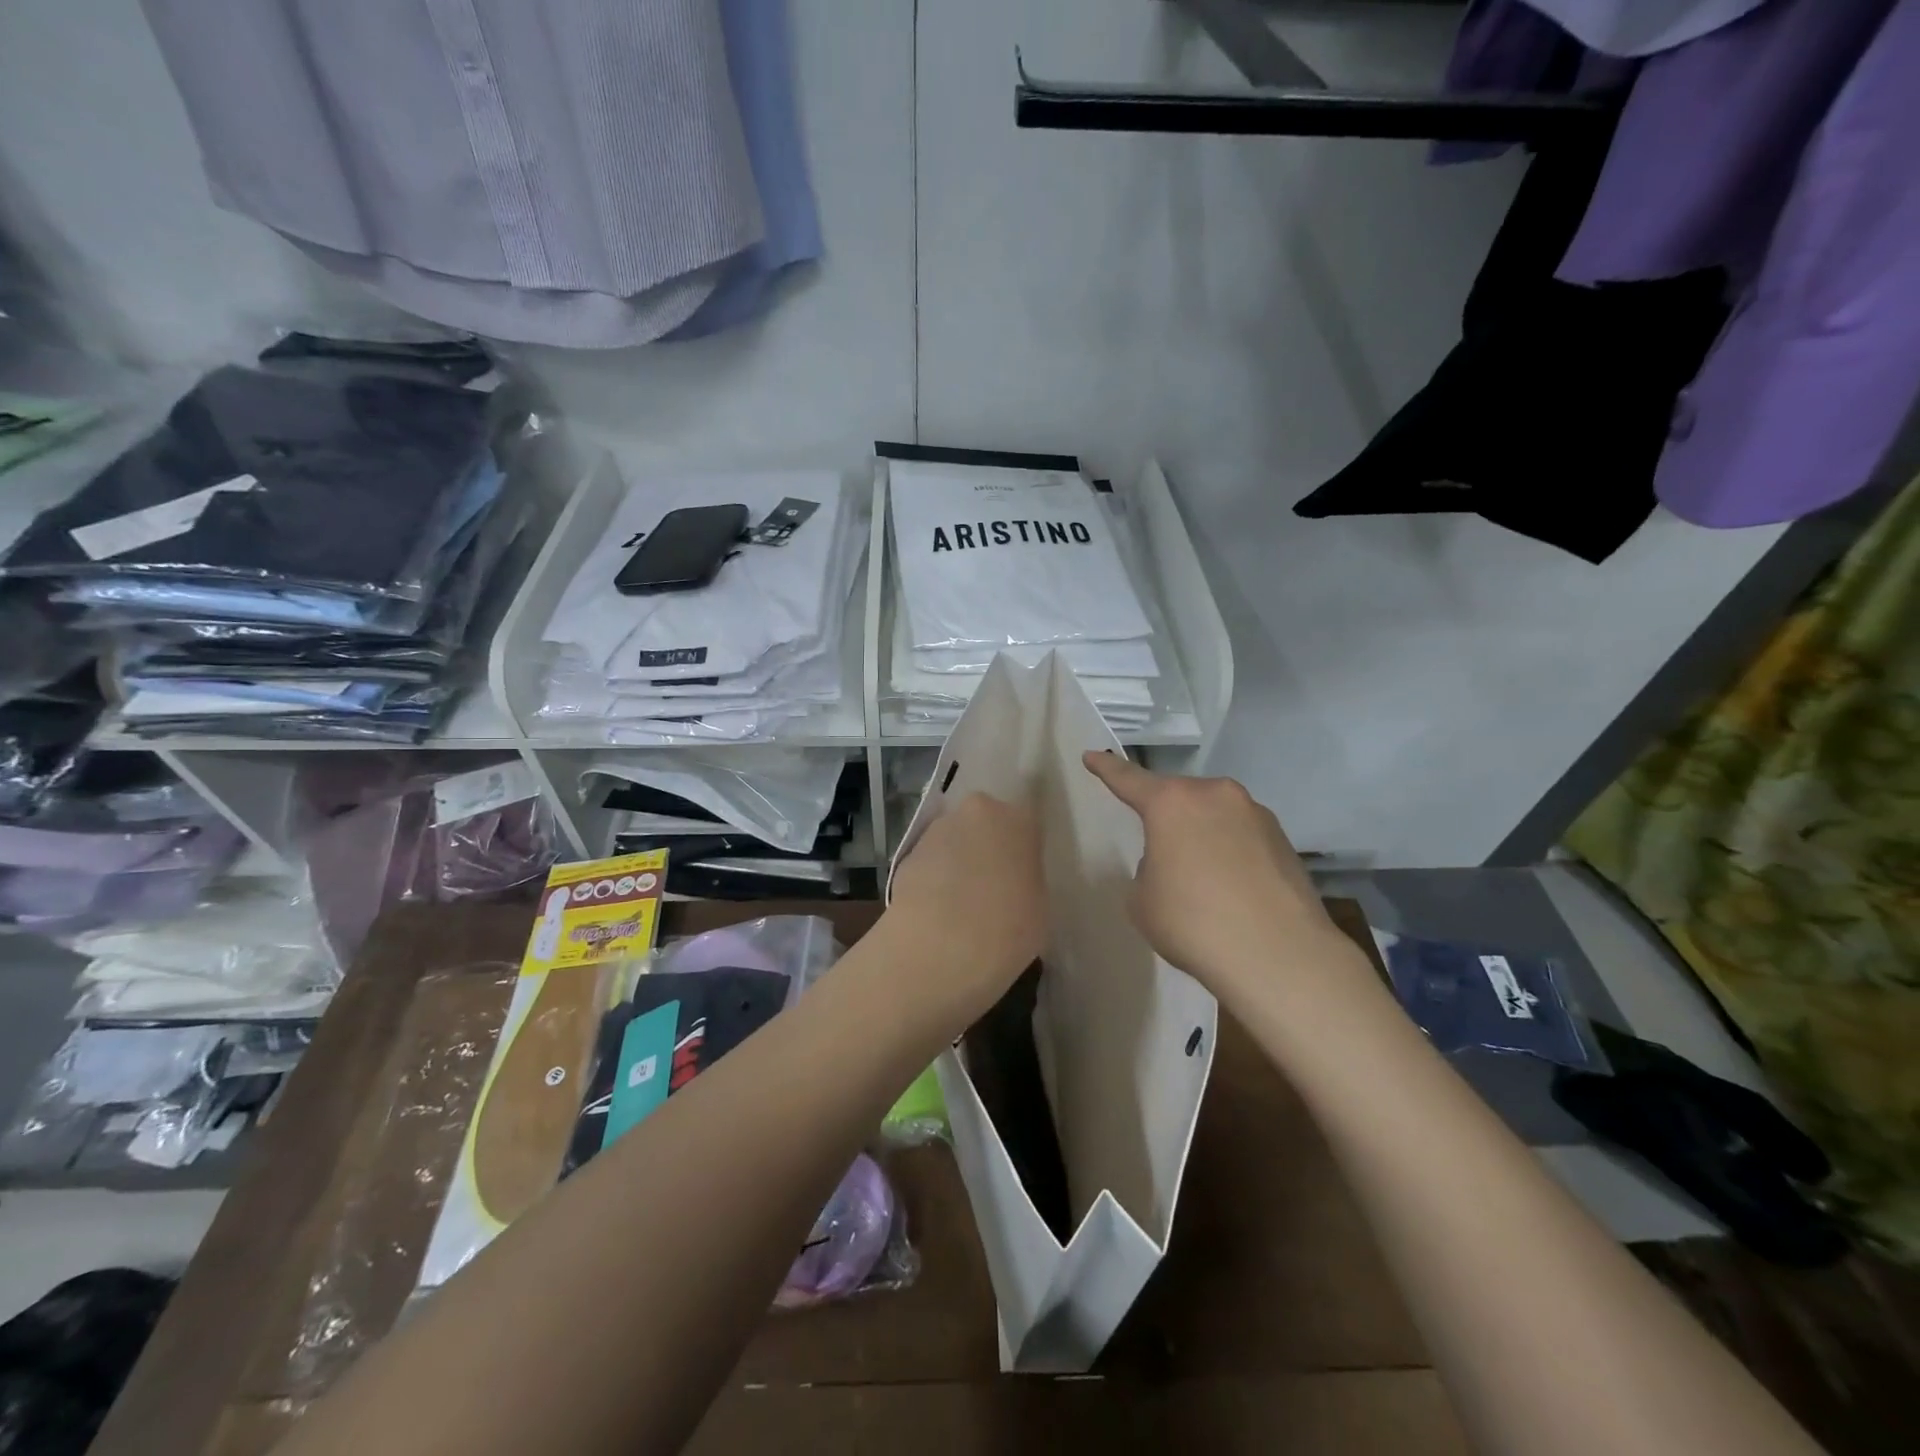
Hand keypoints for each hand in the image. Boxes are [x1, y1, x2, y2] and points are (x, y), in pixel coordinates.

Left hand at [885, 791, 1045, 1024]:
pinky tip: (935, 913)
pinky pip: (929, 863)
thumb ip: (1026, 879)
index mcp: (1017, 819)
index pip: (1025, 824)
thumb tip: (1013, 881)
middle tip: (992, 887)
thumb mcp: (1039, 906)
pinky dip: (933, 880)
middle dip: (986, 848)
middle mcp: (975, 812)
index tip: (1021, 875)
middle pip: (984, 824)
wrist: (940, 948)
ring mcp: (936, 830)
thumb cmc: (1008, 929)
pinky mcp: (906, 855)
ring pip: (953, 840)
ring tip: (959, 906)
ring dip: (957, 862)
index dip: (1022, 850)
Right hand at [1082, 753, 1350, 1005]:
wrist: (1278, 956)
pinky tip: (1233, 891)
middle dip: (1166, 817)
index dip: (1106, 768)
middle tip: (1160, 852)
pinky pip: (1243, 837)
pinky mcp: (1284, 839)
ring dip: (1202, 835)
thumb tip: (1174, 862)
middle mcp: (1215, 795)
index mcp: (1171, 803)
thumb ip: (1149, 868)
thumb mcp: (1143, 899)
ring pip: (1215, 815)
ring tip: (1202, 880)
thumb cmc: (1193, 923)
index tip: (1090, 755)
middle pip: (1179, 797)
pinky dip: (1231, 853)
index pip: (1128, 779)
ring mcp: (1255, 814)